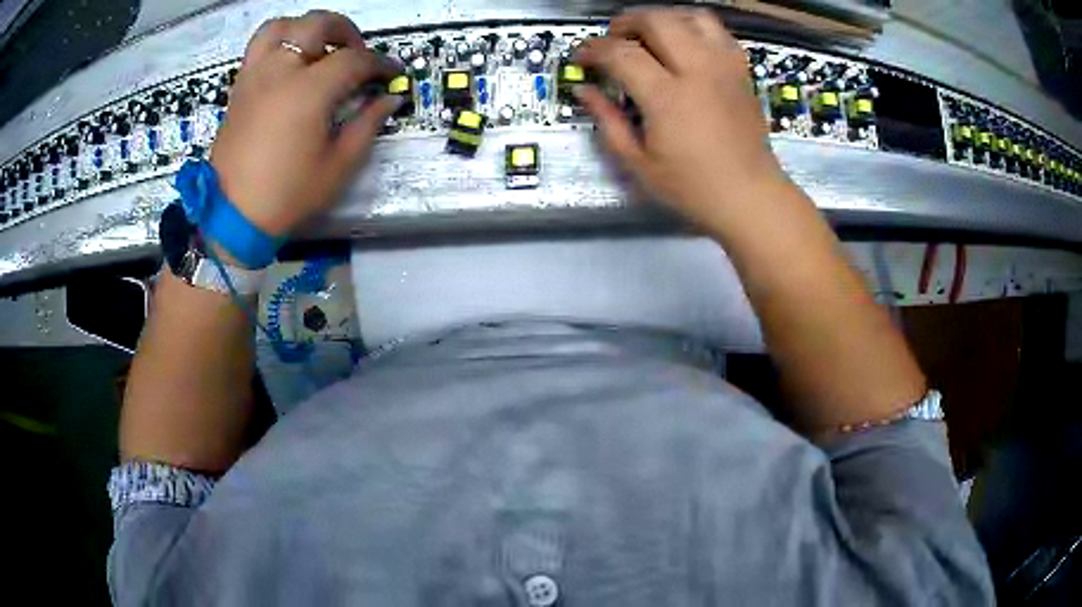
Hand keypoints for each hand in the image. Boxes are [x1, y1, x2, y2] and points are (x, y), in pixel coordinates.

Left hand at [210, 10, 396, 237]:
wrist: (233, 215)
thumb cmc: (288, 194)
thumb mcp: (338, 165)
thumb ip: (367, 124)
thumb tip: (390, 98)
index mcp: (309, 91)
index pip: (354, 60)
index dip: (380, 64)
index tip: (392, 74)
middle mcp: (281, 71)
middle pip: (318, 24)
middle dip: (346, 31)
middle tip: (356, 53)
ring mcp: (255, 75)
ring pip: (282, 26)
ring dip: (306, 28)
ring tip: (318, 47)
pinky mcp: (239, 87)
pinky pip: (258, 47)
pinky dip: (279, 42)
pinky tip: (289, 62)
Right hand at [575, 9, 789, 231]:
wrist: (751, 197)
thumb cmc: (693, 188)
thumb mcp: (639, 164)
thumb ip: (607, 121)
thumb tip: (584, 90)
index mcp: (668, 97)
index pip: (621, 53)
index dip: (594, 49)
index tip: (582, 56)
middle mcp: (698, 71)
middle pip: (656, 20)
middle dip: (626, 22)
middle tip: (613, 40)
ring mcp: (724, 67)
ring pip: (691, 16)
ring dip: (663, 17)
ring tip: (649, 34)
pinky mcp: (741, 71)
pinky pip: (718, 31)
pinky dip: (694, 27)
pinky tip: (684, 43)